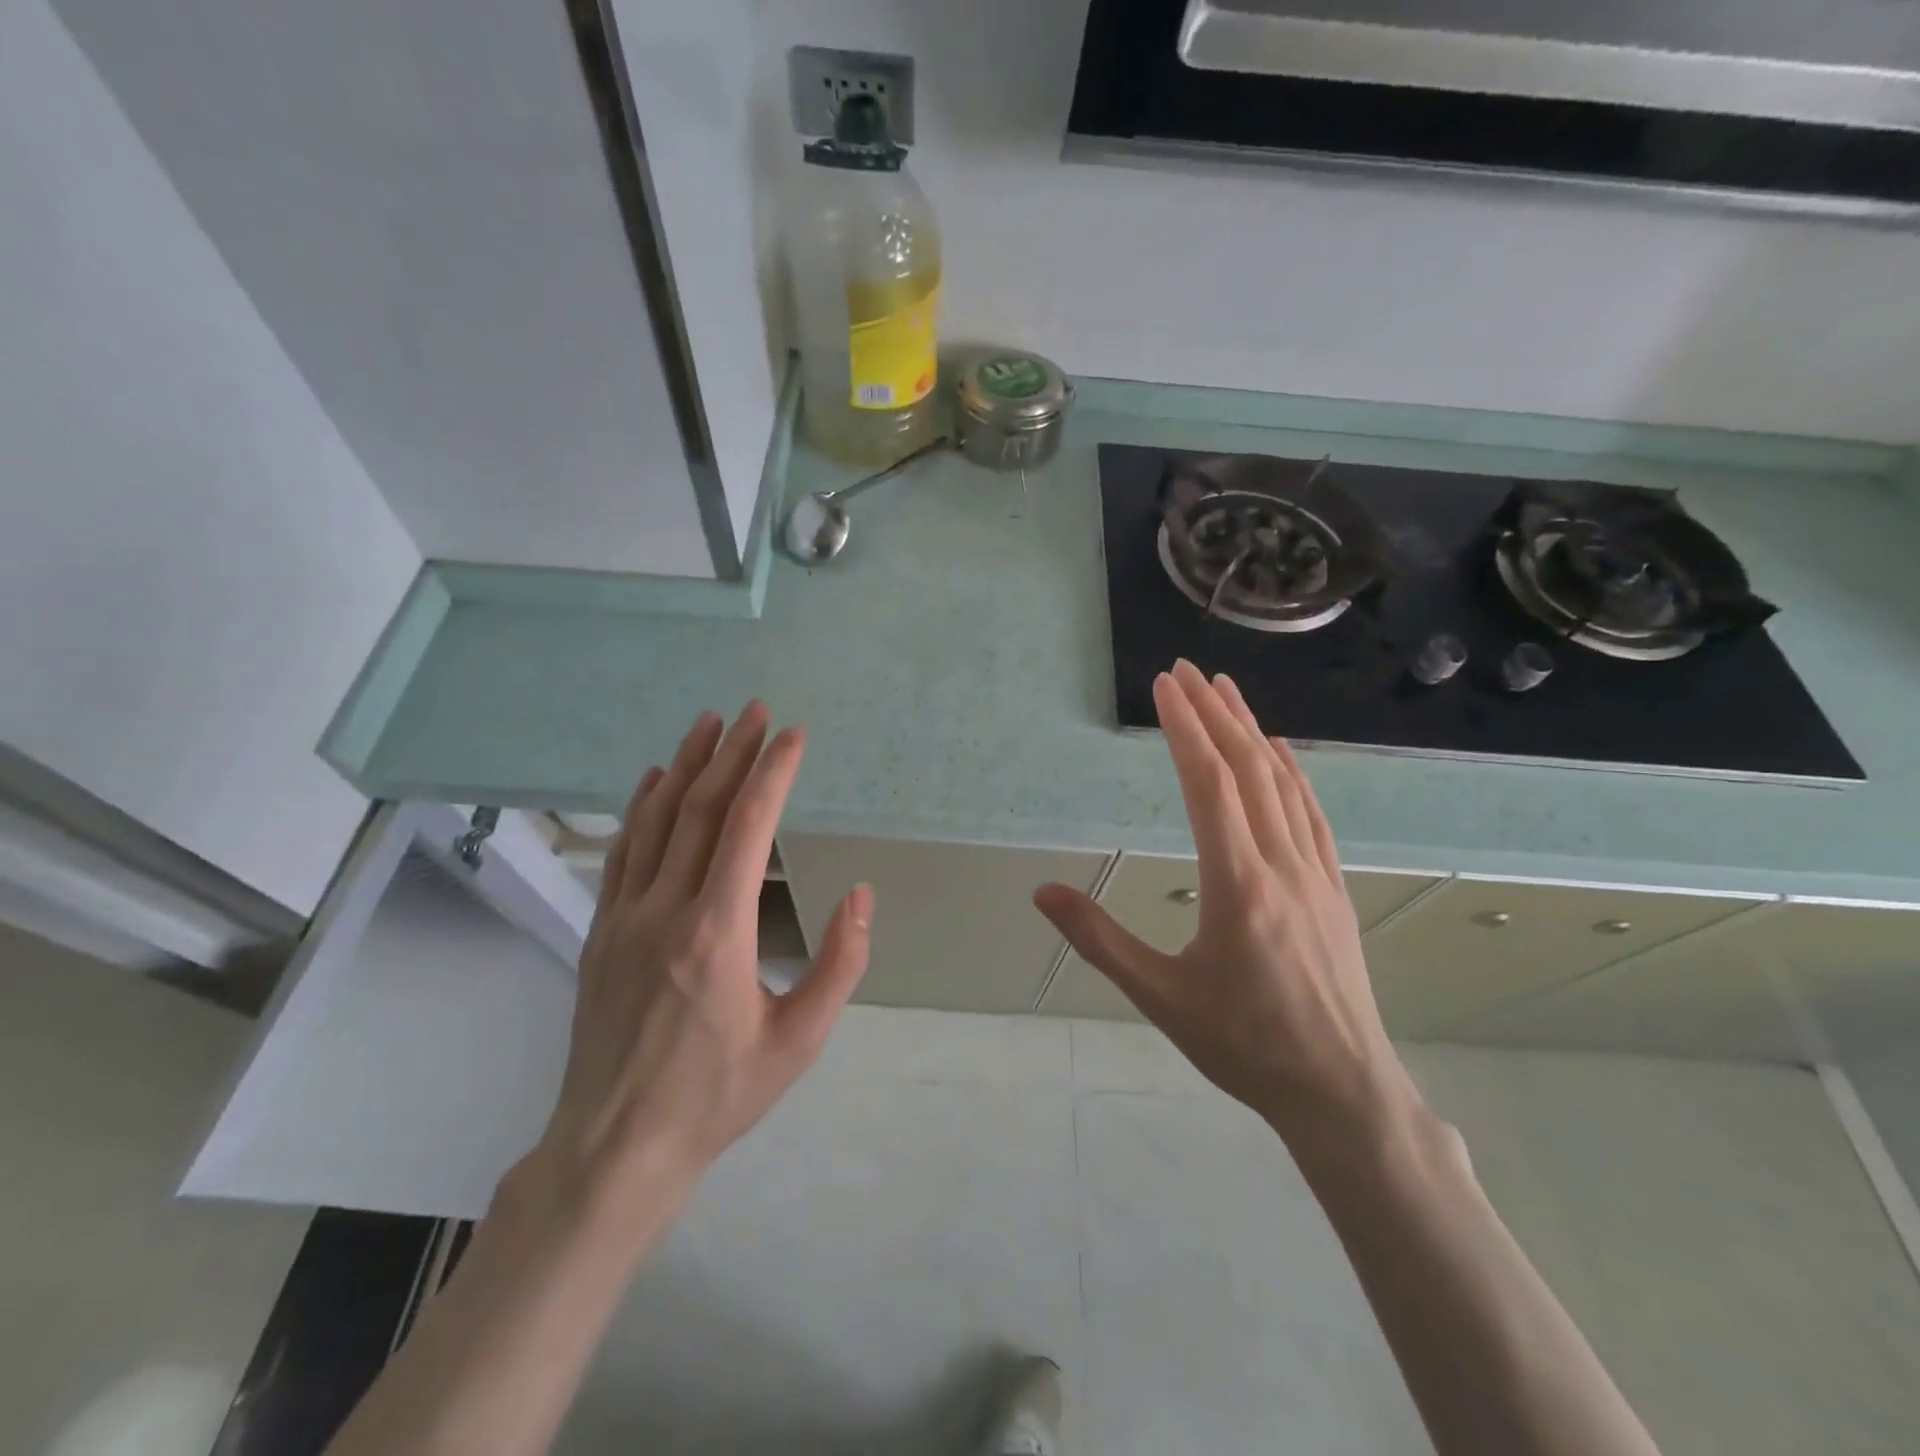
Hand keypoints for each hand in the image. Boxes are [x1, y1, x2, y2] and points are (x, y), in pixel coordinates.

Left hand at [530, 704, 872, 1218]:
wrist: (614, 1149)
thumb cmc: (718, 1096)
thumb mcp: (799, 1041)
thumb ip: (839, 965)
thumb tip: (862, 895)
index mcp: (717, 931)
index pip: (747, 827)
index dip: (772, 773)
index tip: (793, 735)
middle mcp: (665, 909)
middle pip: (700, 810)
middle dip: (732, 753)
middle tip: (755, 710)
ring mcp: (624, 917)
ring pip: (655, 821)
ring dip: (684, 766)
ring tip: (707, 724)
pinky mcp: (601, 931)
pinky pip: (622, 852)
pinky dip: (640, 807)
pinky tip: (652, 780)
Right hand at [1035, 661, 1418, 1146]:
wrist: (1341, 1091)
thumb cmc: (1243, 1045)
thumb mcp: (1159, 997)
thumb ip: (1099, 939)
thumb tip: (1042, 893)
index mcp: (1237, 885)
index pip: (1209, 785)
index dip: (1185, 729)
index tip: (1164, 686)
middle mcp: (1281, 864)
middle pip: (1247, 770)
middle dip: (1214, 713)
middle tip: (1186, 670)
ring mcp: (1316, 873)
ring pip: (1282, 784)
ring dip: (1252, 732)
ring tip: (1227, 691)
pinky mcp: (1334, 887)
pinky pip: (1312, 813)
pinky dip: (1291, 772)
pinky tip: (1280, 753)